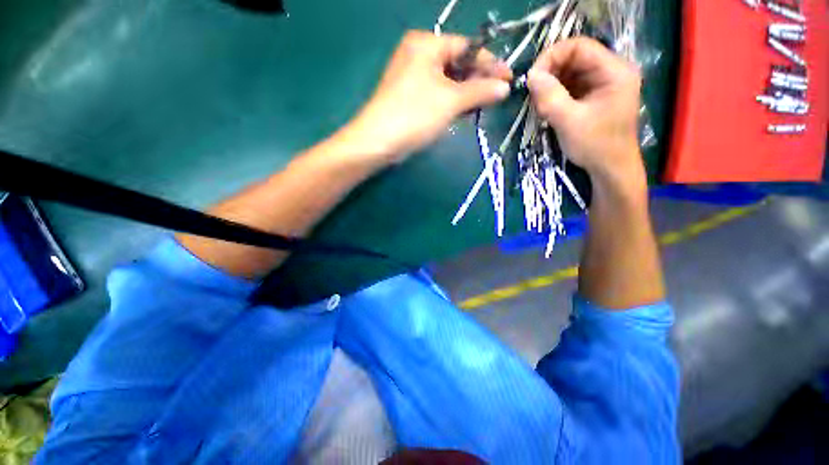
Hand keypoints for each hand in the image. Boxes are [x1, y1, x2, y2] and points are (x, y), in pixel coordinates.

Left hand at [345, 31, 512, 162]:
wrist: (378, 142)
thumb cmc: (414, 115)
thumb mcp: (450, 100)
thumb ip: (479, 91)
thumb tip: (504, 87)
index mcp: (425, 44)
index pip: (467, 48)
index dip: (489, 64)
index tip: (508, 79)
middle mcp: (417, 55)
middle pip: (456, 64)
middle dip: (476, 81)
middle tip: (495, 97)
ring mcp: (411, 77)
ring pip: (447, 81)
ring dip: (464, 94)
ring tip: (480, 107)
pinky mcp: (409, 97)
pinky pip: (436, 94)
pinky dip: (450, 102)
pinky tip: (461, 113)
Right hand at [527, 38, 642, 182]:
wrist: (610, 168)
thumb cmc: (596, 145)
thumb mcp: (570, 122)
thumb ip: (550, 97)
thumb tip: (530, 76)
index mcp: (614, 71)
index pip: (579, 46)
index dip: (552, 56)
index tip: (531, 78)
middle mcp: (610, 71)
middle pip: (574, 57)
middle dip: (549, 72)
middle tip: (532, 93)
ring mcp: (602, 84)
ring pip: (570, 72)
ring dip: (550, 85)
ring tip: (538, 103)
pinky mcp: (593, 96)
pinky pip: (570, 86)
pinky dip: (555, 94)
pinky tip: (547, 107)